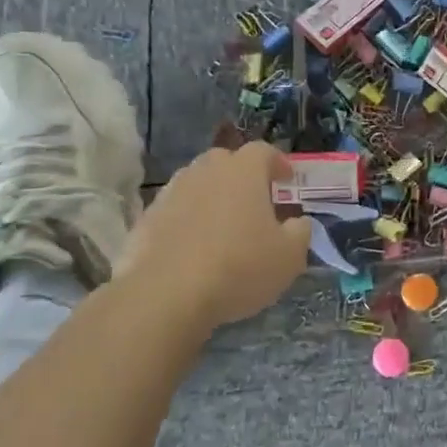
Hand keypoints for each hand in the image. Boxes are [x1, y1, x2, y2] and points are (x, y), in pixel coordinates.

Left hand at [114, 143, 311, 328]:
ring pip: (197, 184)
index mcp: (243, 171)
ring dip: (212, 197)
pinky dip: (186, 221)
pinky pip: (174, 211)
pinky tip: (193, 248)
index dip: (278, 163)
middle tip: (255, 200)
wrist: (165, 295)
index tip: (287, 180)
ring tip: (222, 225)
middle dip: (242, 176)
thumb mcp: (289, 256)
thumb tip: (297, 222)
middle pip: (226, 161)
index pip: (264, 151)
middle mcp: (205, 172)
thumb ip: (300, 232)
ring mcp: (171, 193)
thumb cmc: (238, 267)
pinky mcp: (146, 220)